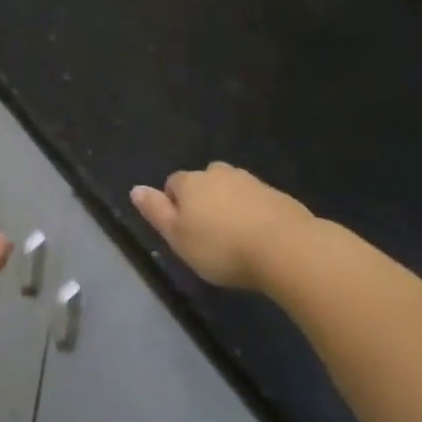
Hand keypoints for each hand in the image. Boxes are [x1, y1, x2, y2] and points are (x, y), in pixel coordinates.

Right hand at [130, 163, 314, 290]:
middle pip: (204, 182)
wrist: (285, 247)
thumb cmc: (221, 247)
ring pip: (232, 189)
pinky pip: (257, 201)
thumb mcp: (178, 237)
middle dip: (204, 201)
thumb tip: (135, 189)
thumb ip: (156, 212)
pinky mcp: (278, 196)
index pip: (173, 183)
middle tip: (208, 234)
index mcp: (191, 182)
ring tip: (235, 237)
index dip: (174, 205)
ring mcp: (251, 182)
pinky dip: (254, 214)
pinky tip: (259, 238)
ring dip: (230, 206)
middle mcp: (218, 173)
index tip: (183, 231)